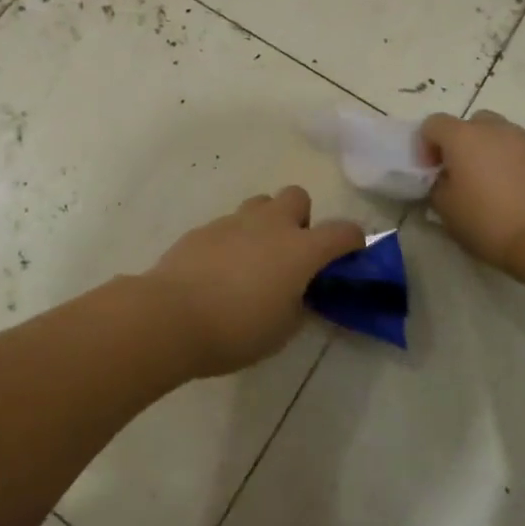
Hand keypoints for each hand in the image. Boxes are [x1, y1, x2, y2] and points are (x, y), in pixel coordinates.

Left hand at [144, 187, 365, 378]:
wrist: (171, 315)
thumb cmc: (237, 329)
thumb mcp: (283, 329)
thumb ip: (298, 303)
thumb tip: (297, 291)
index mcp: (300, 249)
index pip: (343, 231)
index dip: (353, 242)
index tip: (349, 257)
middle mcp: (270, 225)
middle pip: (297, 196)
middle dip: (301, 219)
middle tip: (291, 254)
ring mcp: (233, 221)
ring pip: (260, 204)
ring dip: (265, 223)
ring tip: (254, 260)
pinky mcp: (203, 228)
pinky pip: (229, 224)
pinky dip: (233, 240)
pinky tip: (219, 271)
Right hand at [419, 111, 524, 275]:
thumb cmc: (490, 222)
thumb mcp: (447, 210)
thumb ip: (438, 187)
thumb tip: (445, 180)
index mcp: (463, 137)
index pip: (433, 124)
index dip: (425, 145)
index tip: (430, 172)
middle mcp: (495, 129)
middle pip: (470, 123)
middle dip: (460, 143)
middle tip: (459, 173)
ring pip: (498, 136)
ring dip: (487, 152)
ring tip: (488, 186)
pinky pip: (519, 153)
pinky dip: (510, 165)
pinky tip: (512, 194)